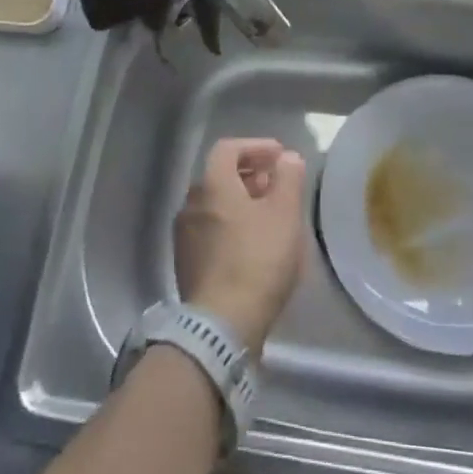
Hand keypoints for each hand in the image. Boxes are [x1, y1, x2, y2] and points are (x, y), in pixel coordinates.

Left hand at [173, 139, 307, 353]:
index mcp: (212, 184)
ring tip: (268, 215)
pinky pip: (210, 230)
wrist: (221, 327)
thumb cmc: (257, 260)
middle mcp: (191, 203)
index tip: (280, 156)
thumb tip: (288, 158)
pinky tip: (252, 244)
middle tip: (277, 184)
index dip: (256, 146)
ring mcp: (184, 236)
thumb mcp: (285, 214)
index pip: (229, 148)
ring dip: (241, 201)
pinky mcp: (186, 264)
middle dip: (250, 174)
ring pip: (215, 204)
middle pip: (220, 175)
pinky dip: (231, 225)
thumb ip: (288, 178)